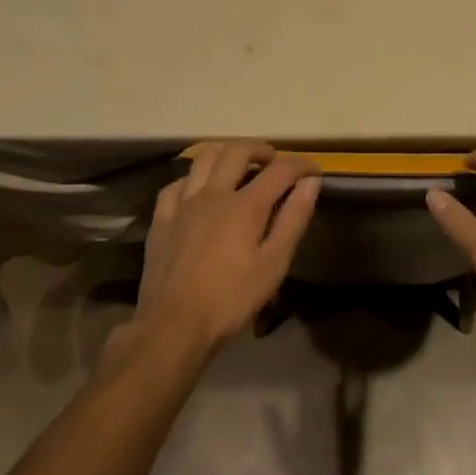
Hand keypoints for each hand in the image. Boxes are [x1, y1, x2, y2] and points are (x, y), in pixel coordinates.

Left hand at [134, 141, 320, 351]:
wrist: (172, 326)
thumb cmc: (230, 299)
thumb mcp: (273, 265)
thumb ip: (293, 219)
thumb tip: (310, 183)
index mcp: (245, 205)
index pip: (280, 170)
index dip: (301, 165)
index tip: (313, 171)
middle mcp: (213, 192)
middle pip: (238, 150)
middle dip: (261, 149)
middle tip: (273, 160)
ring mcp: (183, 202)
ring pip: (204, 157)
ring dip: (226, 153)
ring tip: (238, 165)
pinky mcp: (162, 217)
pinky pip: (177, 183)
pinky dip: (194, 178)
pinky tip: (199, 190)